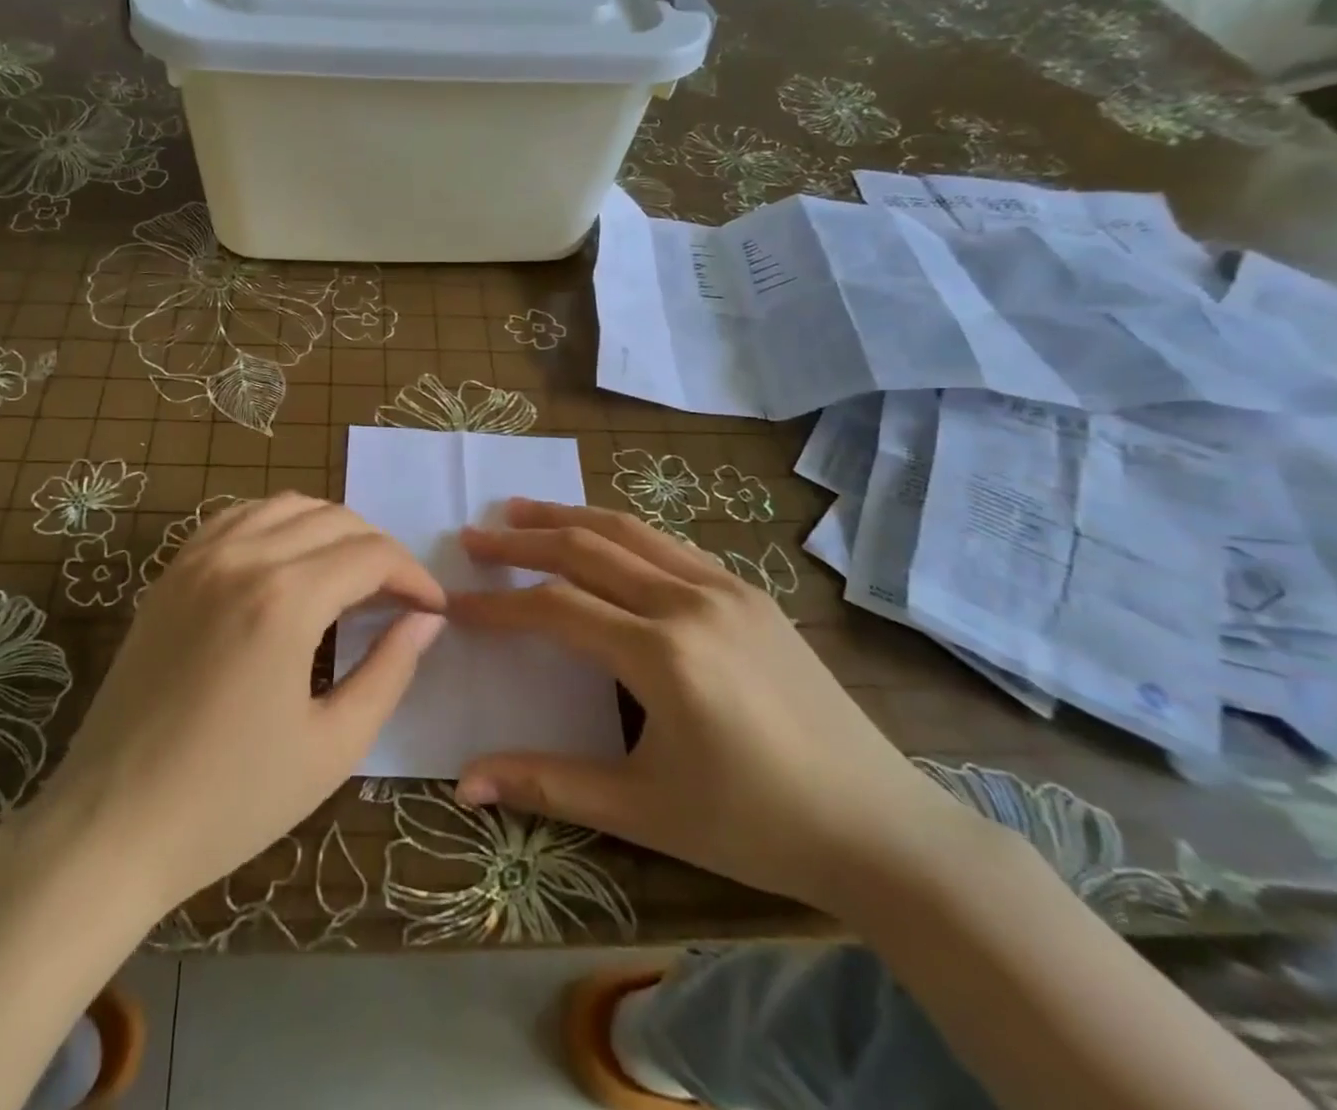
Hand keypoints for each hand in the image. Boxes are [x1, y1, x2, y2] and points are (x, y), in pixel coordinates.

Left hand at [13, 495, 444, 917]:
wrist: (111, 825)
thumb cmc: (231, 800)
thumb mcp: (333, 746)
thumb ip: (389, 671)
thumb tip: (426, 620)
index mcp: (284, 600)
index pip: (371, 555)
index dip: (413, 576)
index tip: (433, 609)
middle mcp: (241, 558)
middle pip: (334, 520)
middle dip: (379, 550)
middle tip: (398, 598)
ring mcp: (198, 558)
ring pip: (286, 506)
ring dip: (331, 530)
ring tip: (351, 576)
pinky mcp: (171, 573)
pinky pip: (236, 518)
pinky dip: (277, 524)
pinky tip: (288, 562)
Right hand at [451, 501, 973, 915]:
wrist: (881, 827)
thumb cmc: (755, 824)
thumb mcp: (643, 810)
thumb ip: (548, 784)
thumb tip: (464, 783)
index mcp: (662, 654)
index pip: (556, 608)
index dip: (499, 604)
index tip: (455, 602)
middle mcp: (690, 602)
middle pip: (586, 548)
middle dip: (522, 540)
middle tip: (475, 536)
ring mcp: (726, 589)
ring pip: (629, 531)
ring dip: (569, 517)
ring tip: (521, 510)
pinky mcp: (751, 593)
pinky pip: (669, 545)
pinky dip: (620, 532)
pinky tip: (602, 539)